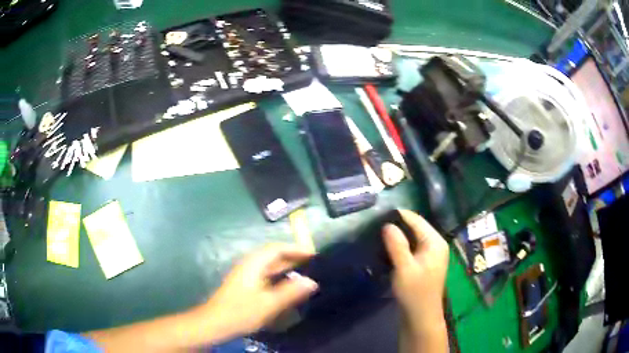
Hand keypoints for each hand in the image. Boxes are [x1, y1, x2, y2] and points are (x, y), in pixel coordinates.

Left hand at [199, 244, 317, 339]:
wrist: (215, 323)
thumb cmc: (241, 312)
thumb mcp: (268, 303)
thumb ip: (290, 292)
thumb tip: (312, 281)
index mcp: (254, 264)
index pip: (277, 249)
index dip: (296, 249)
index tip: (314, 255)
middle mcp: (249, 265)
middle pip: (273, 255)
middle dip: (292, 257)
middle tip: (313, 264)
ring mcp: (245, 275)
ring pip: (269, 266)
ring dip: (286, 267)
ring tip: (304, 273)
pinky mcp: (245, 285)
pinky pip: (266, 275)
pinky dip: (279, 276)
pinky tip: (286, 286)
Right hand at [383, 210, 448, 330]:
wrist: (420, 317)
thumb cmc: (415, 292)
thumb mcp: (404, 268)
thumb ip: (397, 245)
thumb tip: (387, 224)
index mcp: (435, 242)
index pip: (416, 220)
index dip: (398, 215)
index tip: (378, 214)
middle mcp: (435, 245)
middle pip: (415, 228)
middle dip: (397, 226)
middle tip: (374, 225)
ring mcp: (430, 255)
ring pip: (412, 239)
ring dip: (397, 237)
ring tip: (377, 234)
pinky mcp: (423, 264)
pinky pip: (411, 249)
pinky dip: (400, 247)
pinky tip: (386, 248)